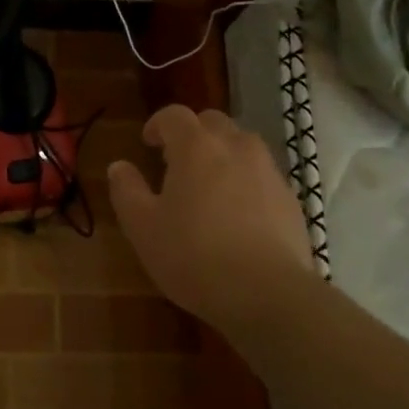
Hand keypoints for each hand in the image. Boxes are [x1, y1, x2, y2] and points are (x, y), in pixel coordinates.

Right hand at [108, 105, 313, 325]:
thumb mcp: (143, 228)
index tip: (148, 143)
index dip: (158, 124)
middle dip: (193, 133)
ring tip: (209, 185)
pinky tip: (237, 213)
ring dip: (222, 153)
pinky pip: (262, 174)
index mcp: (196, 147)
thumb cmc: (194, 256)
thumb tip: (119, 166)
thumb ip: (127, 191)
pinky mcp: (290, 198)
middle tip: (177, 161)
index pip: (175, 115)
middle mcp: (236, 147)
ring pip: (242, 145)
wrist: (268, 294)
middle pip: (213, 122)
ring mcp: (269, 171)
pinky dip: (246, 180)